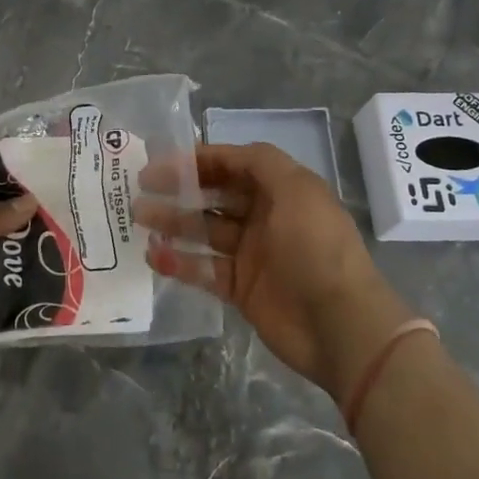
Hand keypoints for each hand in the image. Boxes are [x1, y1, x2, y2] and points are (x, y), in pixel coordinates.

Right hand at [138, 143, 408, 396]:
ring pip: (204, 231)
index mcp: (281, 190)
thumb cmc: (316, 247)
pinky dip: (179, 262)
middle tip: (141, 188)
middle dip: (180, 189)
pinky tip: (154, 255)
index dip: (199, 160)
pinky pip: (204, 270)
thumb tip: (224, 153)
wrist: (340, 324)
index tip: (163, 162)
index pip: (233, 164)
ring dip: (173, 223)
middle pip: (215, 196)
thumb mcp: (296, 189)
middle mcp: (265, 217)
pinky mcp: (242, 289)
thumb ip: (260, 163)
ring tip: (138, 218)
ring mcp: (252, 254)